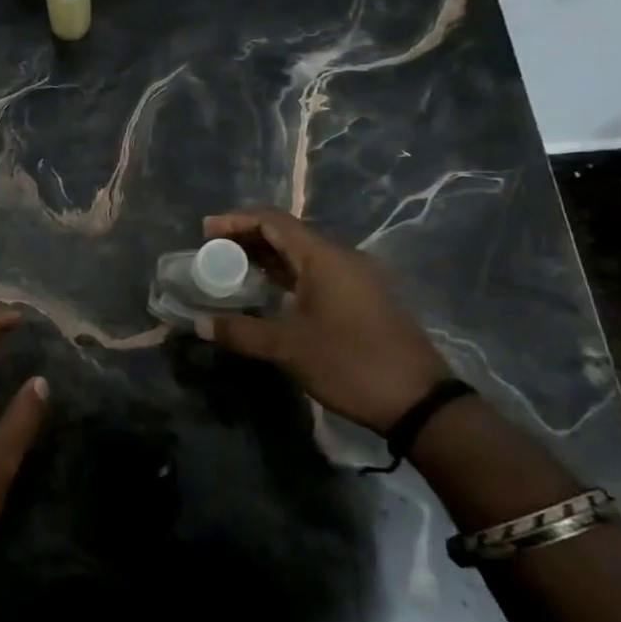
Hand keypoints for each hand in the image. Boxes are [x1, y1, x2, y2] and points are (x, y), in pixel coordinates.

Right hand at [198, 206, 449, 435]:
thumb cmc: (350, 364)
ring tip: (232, 270)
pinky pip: (316, 272)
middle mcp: (341, 257)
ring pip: (302, 254)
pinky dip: (287, 275)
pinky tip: (268, 293)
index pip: (272, 221)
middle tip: (213, 252)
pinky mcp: (362, 298)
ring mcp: (355, 277)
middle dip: (247, 238)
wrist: (420, 401)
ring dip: (267, 258)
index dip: (236, 220)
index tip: (205, 231)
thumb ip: (241, 331)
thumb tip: (200, 324)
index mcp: (323, 257)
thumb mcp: (289, 348)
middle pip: (287, 233)